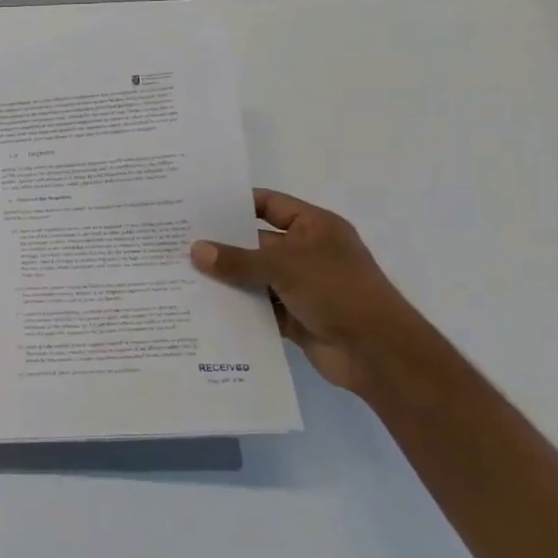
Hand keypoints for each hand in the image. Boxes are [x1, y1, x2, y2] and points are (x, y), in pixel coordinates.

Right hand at [191, 188, 426, 396]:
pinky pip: (258, 306)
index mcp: (314, 227)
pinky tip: (202, 304)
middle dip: (222, 243)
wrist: (378, 354)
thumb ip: (238, 259)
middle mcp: (307, 252)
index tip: (199, 206)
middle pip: (256, 242)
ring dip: (226, 277)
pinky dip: (236, 306)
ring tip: (181, 272)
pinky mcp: (294, 317)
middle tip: (179, 240)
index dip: (237, 204)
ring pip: (254, 276)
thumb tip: (196, 250)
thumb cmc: (338, 292)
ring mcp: (301, 286)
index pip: (270, 204)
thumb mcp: (285, 267)